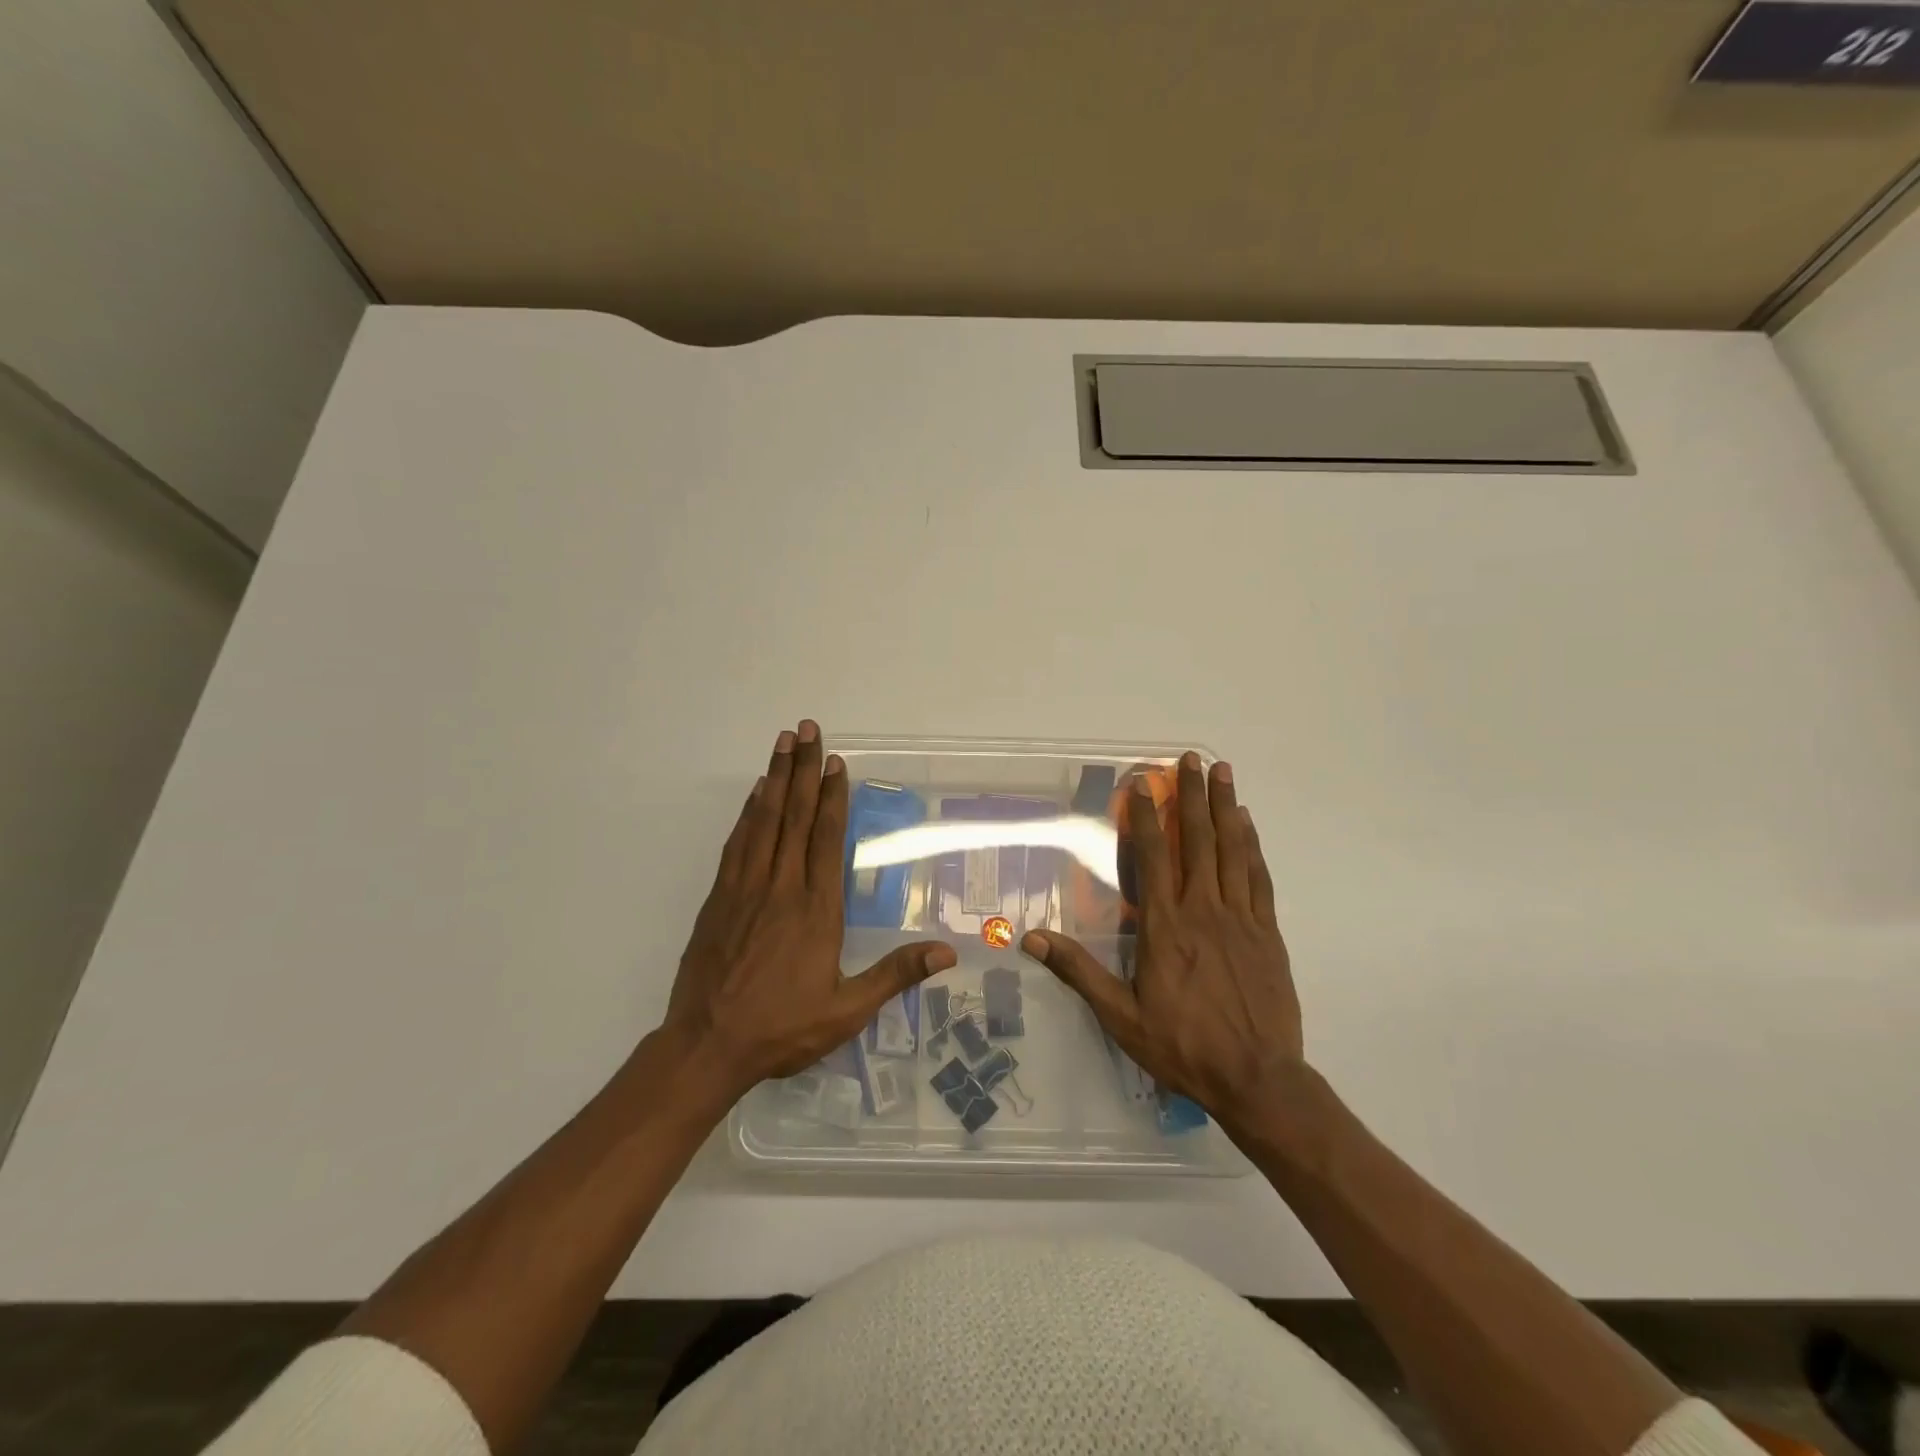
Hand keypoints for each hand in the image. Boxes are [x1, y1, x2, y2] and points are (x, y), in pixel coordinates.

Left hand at [663, 719, 956, 1098]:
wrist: (706, 1046)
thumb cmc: (781, 1029)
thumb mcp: (847, 1011)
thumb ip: (895, 975)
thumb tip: (947, 953)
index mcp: (815, 910)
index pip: (827, 839)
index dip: (833, 797)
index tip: (836, 762)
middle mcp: (781, 888)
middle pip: (794, 816)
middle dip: (803, 770)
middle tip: (808, 729)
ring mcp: (745, 889)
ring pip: (763, 821)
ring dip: (775, 779)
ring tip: (783, 743)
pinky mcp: (718, 899)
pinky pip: (737, 843)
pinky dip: (748, 813)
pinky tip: (755, 795)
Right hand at [1022, 753, 1302, 1134]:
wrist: (1258, 1079)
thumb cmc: (1183, 1046)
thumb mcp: (1121, 1016)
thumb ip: (1079, 972)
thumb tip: (1032, 939)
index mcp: (1166, 927)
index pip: (1154, 858)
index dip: (1146, 817)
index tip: (1143, 784)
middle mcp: (1204, 910)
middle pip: (1197, 840)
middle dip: (1192, 796)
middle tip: (1192, 758)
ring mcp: (1241, 918)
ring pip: (1231, 850)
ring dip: (1225, 807)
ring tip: (1223, 772)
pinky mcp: (1268, 932)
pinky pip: (1258, 878)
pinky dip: (1252, 846)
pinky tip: (1247, 825)